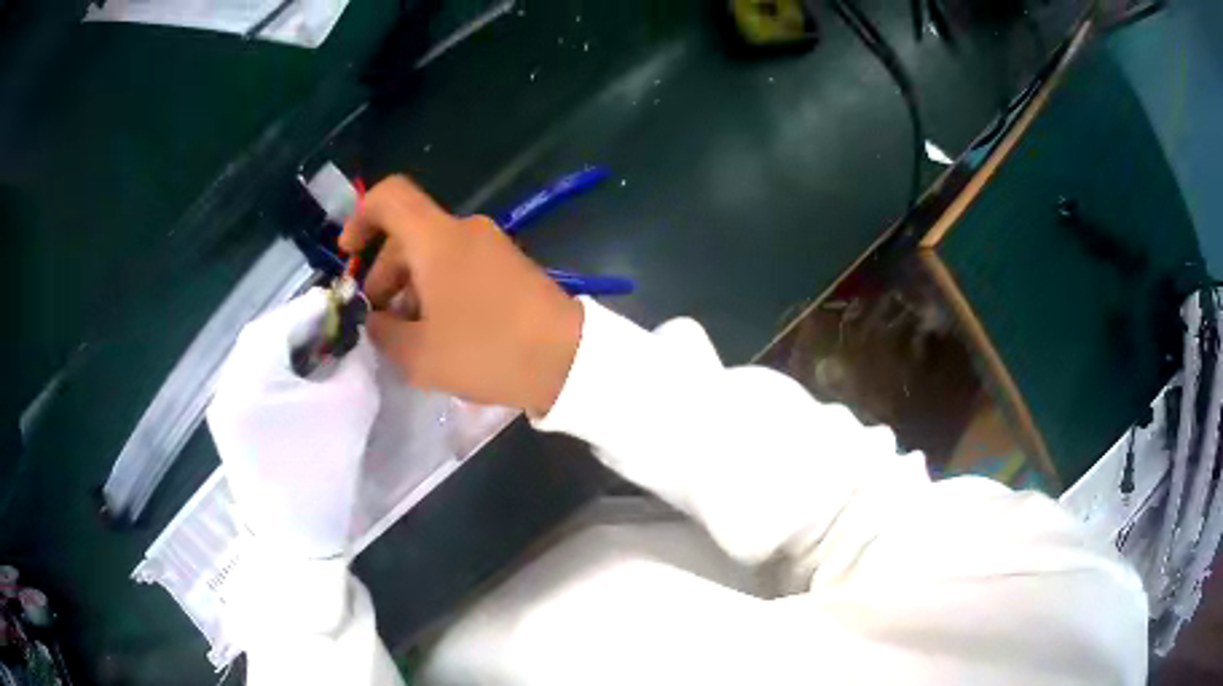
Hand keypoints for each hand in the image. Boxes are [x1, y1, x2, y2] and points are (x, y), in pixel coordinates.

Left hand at [207, 289, 379, 558]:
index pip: (283, 320)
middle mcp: (228, 384)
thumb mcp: (352, 407)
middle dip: (300, 327)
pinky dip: (275, 373)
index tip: (346, 305)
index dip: (316, 307)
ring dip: (287, 349)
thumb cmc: (323, 472)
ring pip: (255, 359)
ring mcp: (223, 408)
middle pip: (263, 336)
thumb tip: (356, 338)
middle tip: (334, 331)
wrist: (297, 540)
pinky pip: (250, 383)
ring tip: (320, 356)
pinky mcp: (228, 428)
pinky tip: (298, 385)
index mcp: (251, 375)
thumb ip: (357, 359)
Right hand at [340, 175, 581, 415]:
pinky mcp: (510, 266)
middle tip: (379, 322)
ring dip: (410, 289)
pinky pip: (460, 266)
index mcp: (436, 238)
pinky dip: (438, 291)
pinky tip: (439, 333)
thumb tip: (374, 320)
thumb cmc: (487, 350)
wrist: (569, 360)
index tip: (349, 255)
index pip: (389, 197)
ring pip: (433, 254)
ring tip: (408, 337)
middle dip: (384, 275)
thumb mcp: (419, 355)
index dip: (361, 217)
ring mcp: (492, 246)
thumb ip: (382, 333)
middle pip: (408, 235)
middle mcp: (464, 231)